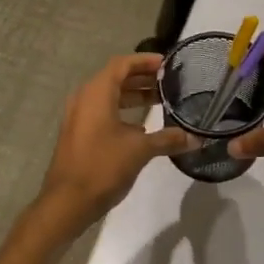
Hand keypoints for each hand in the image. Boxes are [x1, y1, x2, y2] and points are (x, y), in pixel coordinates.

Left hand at [34, 53, 188, 238]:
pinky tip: (142, 126)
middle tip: (169, 82)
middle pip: (116, 78)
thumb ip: (167, 139)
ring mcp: (79, 116)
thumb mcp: (139, 150)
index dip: (145, 61)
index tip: (167, 64)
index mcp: (97, 93)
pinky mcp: (79, 133)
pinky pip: (103, 111)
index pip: (122, 64)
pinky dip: (123, 111)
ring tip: (161, 100)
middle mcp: (85, 98)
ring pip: (109, 96)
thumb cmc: (102, 166)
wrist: (67, 202)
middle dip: (142, 78)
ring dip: (133, 95)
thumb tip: (195, 138)